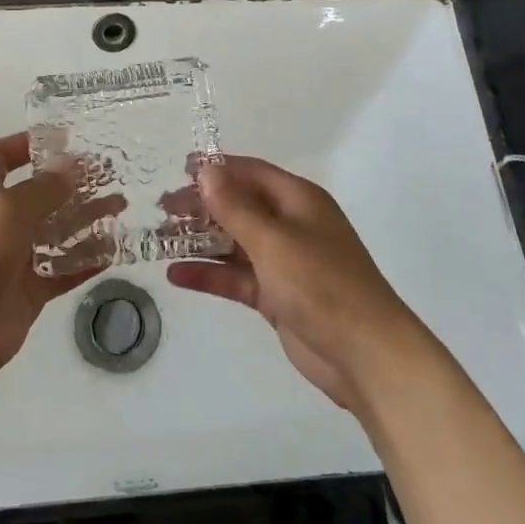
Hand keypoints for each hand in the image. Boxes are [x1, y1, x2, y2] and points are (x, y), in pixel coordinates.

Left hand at [0, 133, 112, 392]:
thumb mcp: (5, 210)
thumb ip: (42, 189)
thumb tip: (71, 168)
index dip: (26, 144)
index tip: (65, 138)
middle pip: (37, 194)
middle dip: (70, 183)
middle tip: (111, 172)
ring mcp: (13, 258)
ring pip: (56, 232)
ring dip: (86, 219)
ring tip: (121, 206)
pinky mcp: (29, 291)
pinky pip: (64, 269)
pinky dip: (87, 260)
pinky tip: (116, 250)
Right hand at [168, 156, 423, 410]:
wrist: (365, 355)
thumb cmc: (321, 284)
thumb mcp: (274, 241)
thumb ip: (236, 206)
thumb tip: (207, 169)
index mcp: (298, 201)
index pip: (251, 172)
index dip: (217, 168)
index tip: (179, 169)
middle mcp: (291, 225)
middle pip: (239, 206)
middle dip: (202, 206)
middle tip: (161, 209)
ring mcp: (284, 262)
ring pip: (234, 243)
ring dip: (200, 240)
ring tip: (159, 239)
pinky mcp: (277, 296)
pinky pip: (237, 277)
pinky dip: (210, 275)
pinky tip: (176, 275)